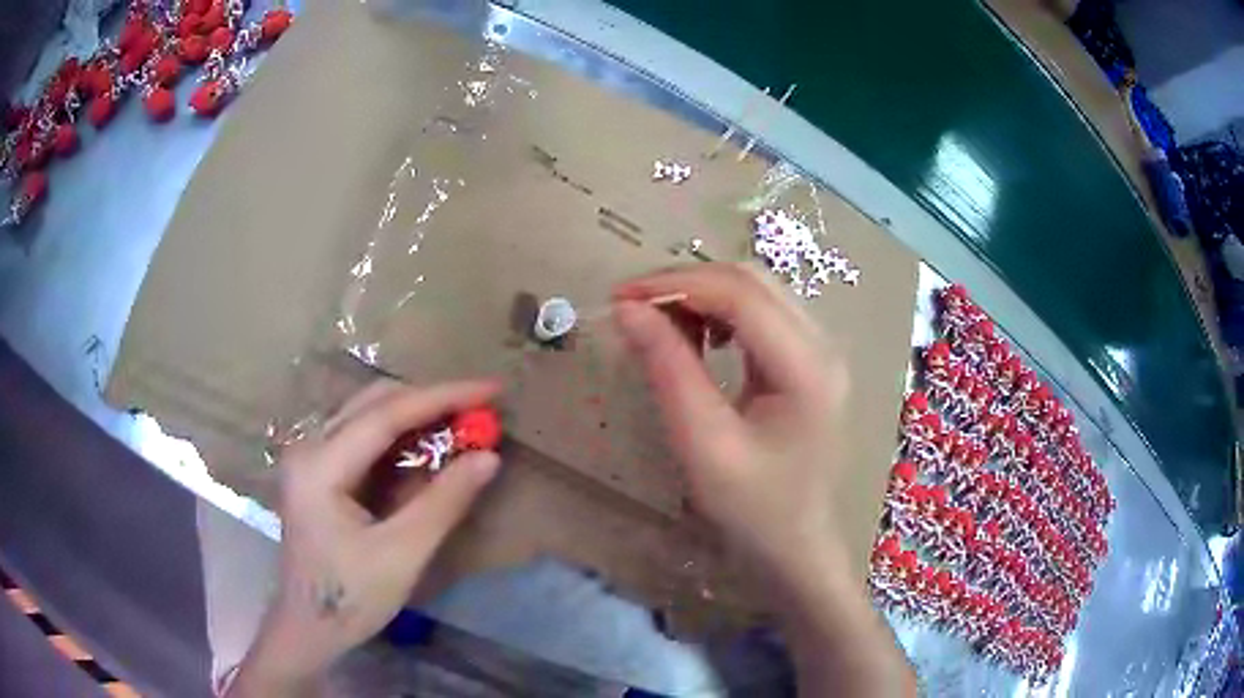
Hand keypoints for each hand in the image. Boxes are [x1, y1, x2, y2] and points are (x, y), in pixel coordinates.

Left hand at [227, 380, 501, 696]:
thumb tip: (489, 457)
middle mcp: (309, 448)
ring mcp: (310, 458)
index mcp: (320, 466)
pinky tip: (427, 453)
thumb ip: (444, 502)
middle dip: (429, 403)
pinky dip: (400, 442)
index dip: (442, 397)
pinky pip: (363, 441)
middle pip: (374, 404)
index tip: (491, 390)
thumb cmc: (350, 597)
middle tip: (480, 412)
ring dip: (416, 420)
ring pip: (369, 417)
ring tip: (461, 429)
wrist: (309, 628)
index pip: (385, 414)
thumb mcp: (403, 554)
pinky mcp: (318, 473)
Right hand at [616, 263, 916, 696]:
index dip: (676, 283)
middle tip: (634, 309)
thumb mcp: (702, 444)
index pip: (740, 294)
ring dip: (704, 294)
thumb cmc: (752, 510)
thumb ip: (668, 369)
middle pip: (751, 280)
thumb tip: (629, 310)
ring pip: (757, 290)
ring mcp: (822, 350)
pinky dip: (722, 312)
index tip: (620, 297)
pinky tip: (700, 339)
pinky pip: (763, 314)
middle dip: (687, 283)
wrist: (796, 546)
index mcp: (807, 368)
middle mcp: (823, 345)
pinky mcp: (810, 361)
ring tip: (662, 326)